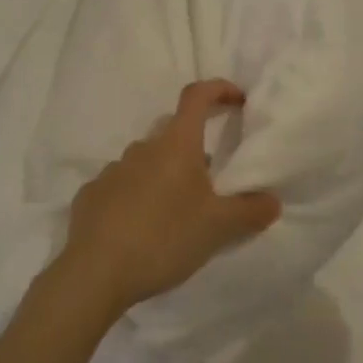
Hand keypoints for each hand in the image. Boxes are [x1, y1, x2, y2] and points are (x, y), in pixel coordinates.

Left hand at [57, 80, 281, 317]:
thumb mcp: (218, 228)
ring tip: (176, 214)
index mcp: (175, 145)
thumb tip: (272, 201)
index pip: (196, 96)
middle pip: (173, 134)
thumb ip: (250, 211)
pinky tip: (141, 228)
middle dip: (194, 149)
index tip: (237, 100)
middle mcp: (141, 148)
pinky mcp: (90, 195)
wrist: (95, 273)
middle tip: (211, 183)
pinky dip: (136, 197)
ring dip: (164, 176)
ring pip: (146, 162)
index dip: (218, 89)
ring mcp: (111, 171)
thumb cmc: (164, 239)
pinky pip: (121, 187)